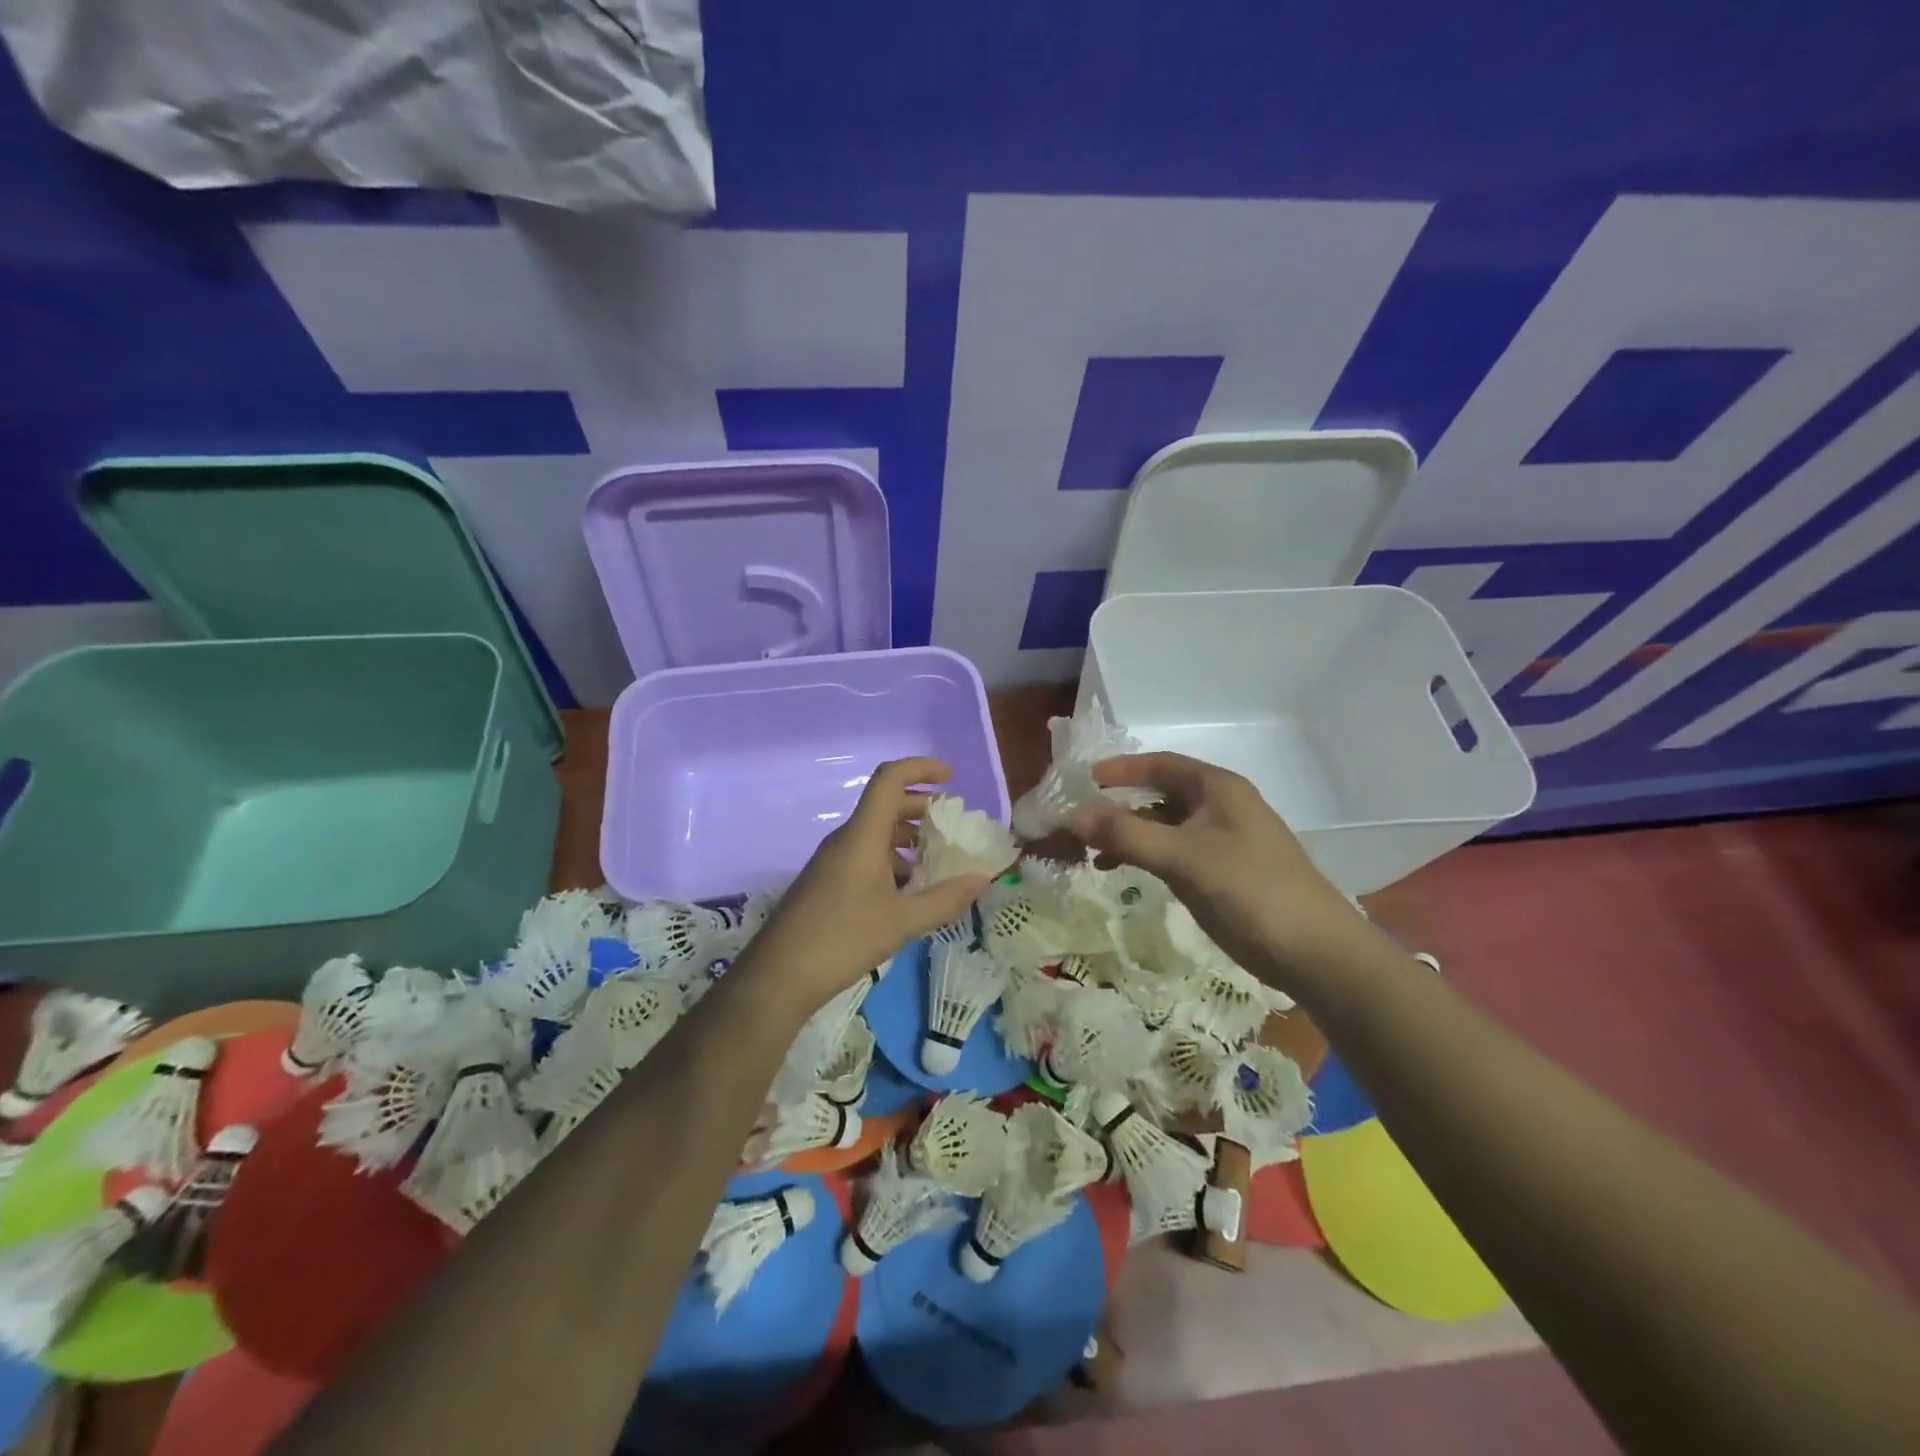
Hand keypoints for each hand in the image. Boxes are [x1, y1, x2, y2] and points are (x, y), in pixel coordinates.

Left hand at [741, 757, 992, 1017]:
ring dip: (908, 837)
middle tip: (952, 824)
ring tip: (937, 860)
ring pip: (875, 833)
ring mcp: (832, 861)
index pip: (889, 779)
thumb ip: (945, 899)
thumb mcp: (902, 922)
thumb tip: (982, 880)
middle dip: (921, 807)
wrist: (778, 976)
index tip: (951, 778)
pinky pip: (864, 855)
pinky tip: (908, 890)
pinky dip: (891, 860)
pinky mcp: (826, 882)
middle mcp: (846, 839)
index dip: (921, 769)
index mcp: (862, 835)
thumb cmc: (843, 939)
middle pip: (885, 804)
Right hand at [1069, 752, 1369, 994]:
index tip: (1083, 780)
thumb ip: (1126, 834)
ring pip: (1162, 826)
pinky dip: (1143, 855)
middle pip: (1158, 794)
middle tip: (1077, 819)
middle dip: (1117, 805)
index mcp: (1218, 789)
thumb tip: (1071, 814)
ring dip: (1127, 833)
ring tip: (1089, 850)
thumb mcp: (1183, 858)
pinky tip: (1117, 869)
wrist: (1314, 952)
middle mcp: (1219, 807)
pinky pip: (1171, 852)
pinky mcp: (1219, 873)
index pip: (1161, 764)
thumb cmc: (1250, 890)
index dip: (1121, 769)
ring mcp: (1220, 841)